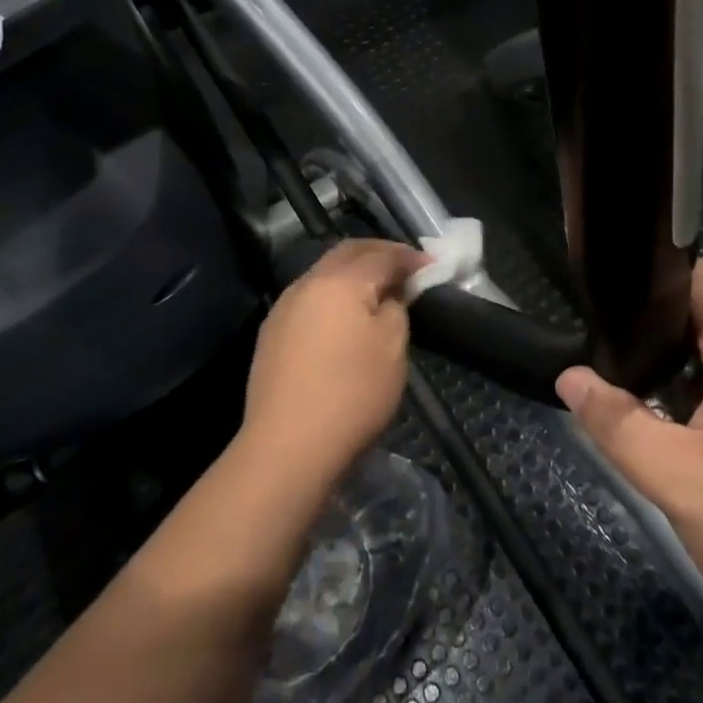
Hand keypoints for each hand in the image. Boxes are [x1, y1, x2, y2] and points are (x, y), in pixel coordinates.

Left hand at [239, 240, 428, 495]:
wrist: (287, 449)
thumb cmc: (352, 395)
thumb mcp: (393, 349)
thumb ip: (396, 308)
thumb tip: (389, 295)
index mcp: (341, 281)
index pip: (381, 254)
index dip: (409, 257)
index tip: (431, 266)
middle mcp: (307, 283)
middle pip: (347, 253)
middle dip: (378, 254)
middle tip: (405, 268)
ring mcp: (283, 307)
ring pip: (324, 273)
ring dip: (353, 273)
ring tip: (377, 291)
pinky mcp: (271, 333)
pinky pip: (310, 297)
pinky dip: (333, 294)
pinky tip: (345, 317)